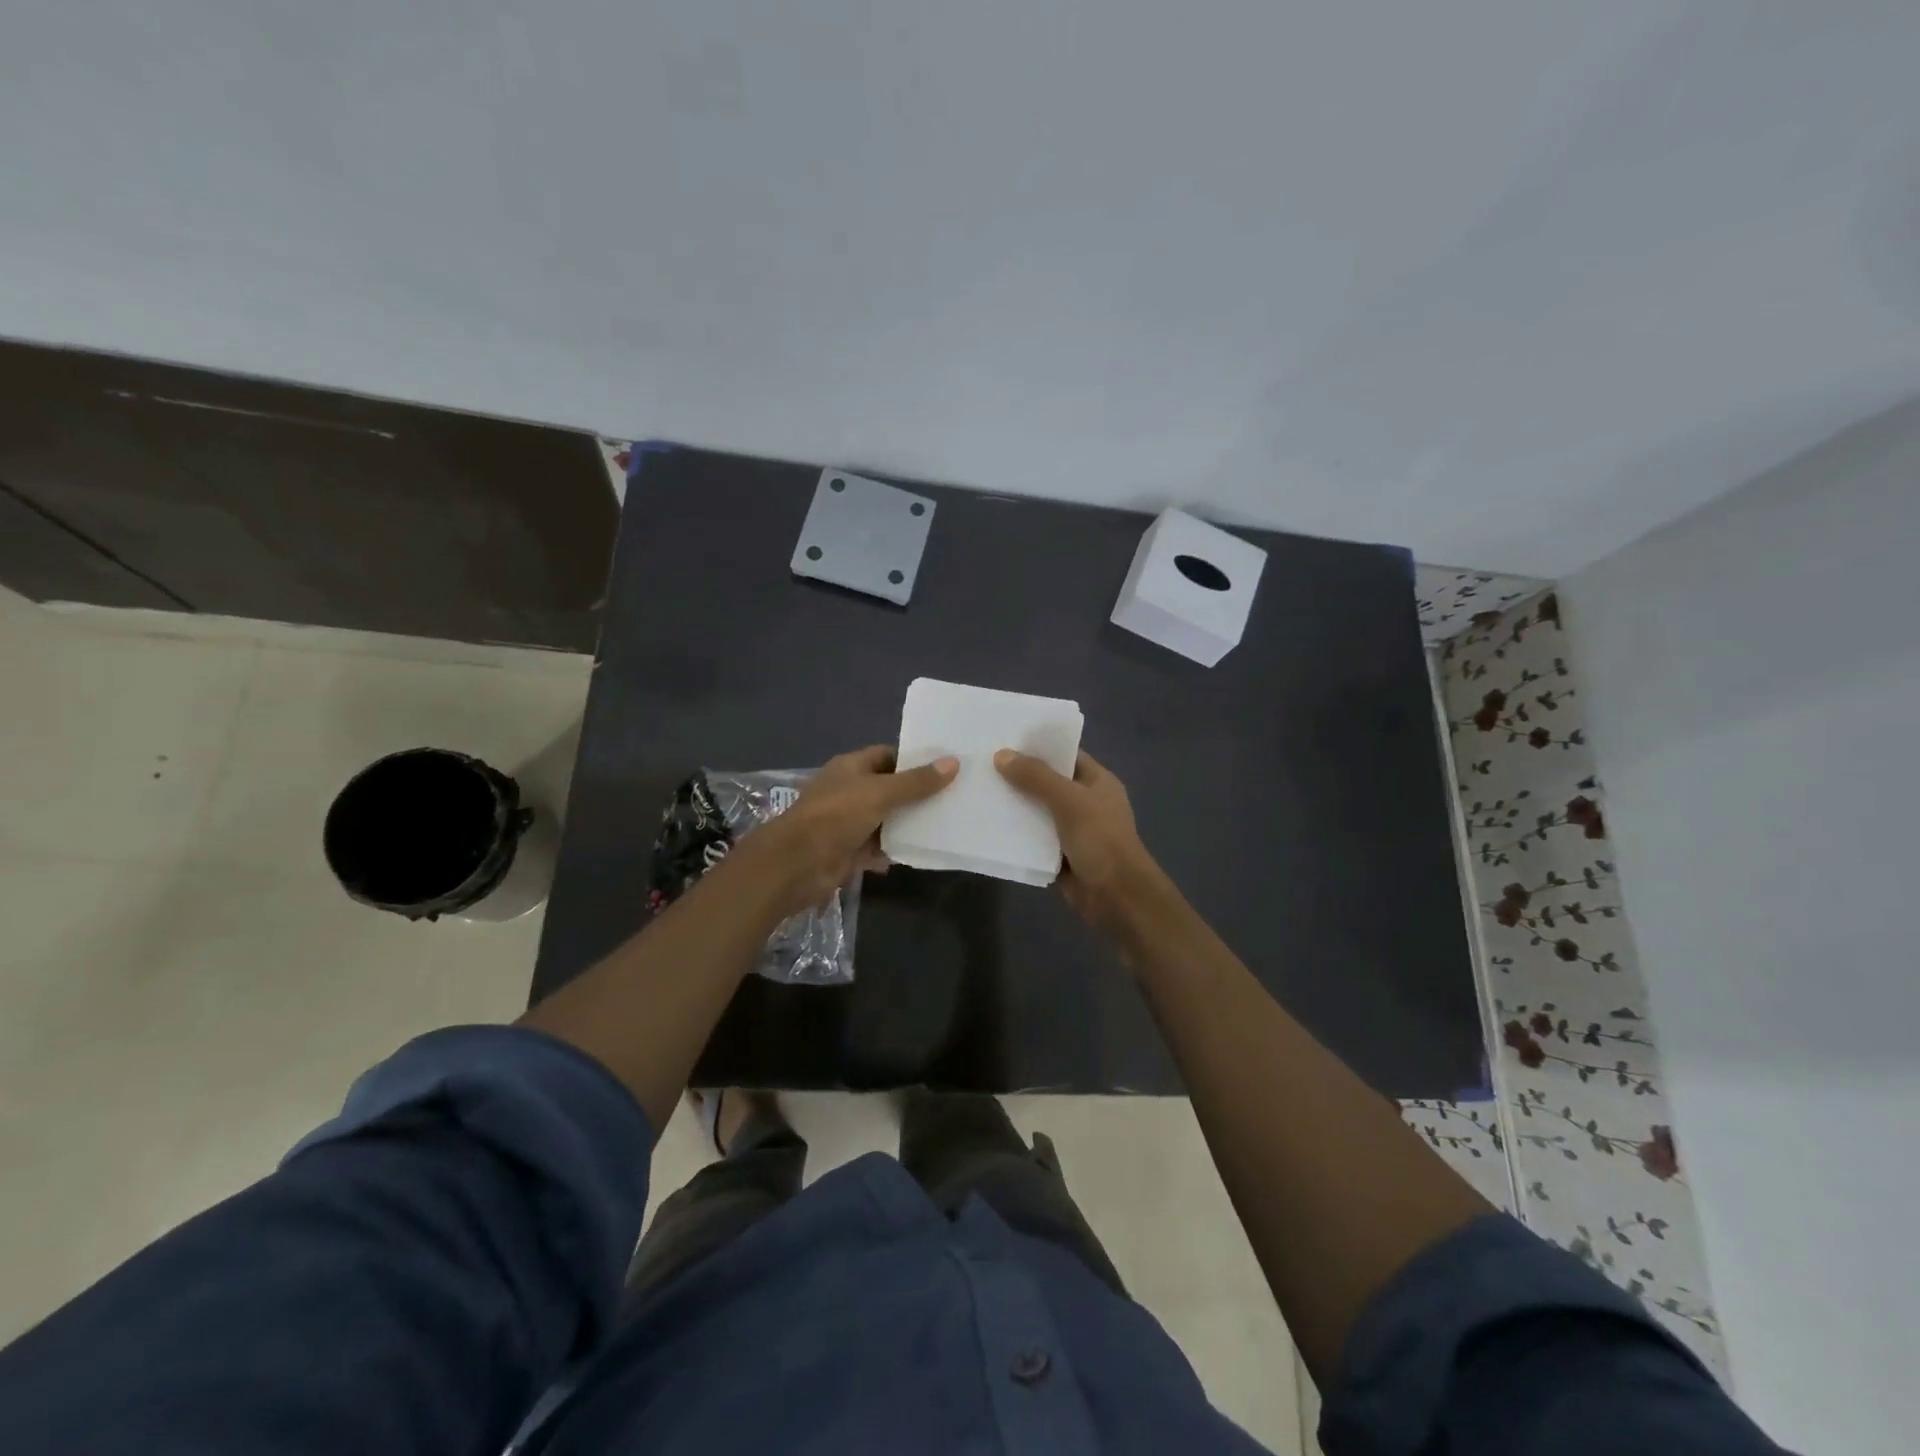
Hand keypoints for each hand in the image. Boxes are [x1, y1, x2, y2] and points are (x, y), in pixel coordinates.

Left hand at [741, 745, 956, 916]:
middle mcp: (849, 791)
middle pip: (889, 788)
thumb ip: (917, 782)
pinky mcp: (850, 851)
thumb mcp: (880, 793)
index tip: (945, 766)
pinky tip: (924, 850)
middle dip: (917, 793)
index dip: (914, 759)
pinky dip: (897, 848)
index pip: (887, 755)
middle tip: (954, 795)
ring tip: (947, 821)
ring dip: (909, 823)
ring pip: (886, 819)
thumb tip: (953, 762)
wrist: (798, 863)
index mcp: (851, 767)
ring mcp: (848, 822)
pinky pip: (879, 847)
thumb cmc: (837, 816)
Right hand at [994, 749, 1155, 930]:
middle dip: (1019, 775)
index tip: (1004, 738)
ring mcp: (1072, 830)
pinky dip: (1015, 833)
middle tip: (982, 764)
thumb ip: (1036, 776)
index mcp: (1097, 781)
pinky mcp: (1059, 855)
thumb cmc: (1100, 839)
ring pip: (1037, 811)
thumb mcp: (1069, 800)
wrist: (1116, 896)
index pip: (1065, 755)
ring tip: (978, 790)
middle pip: (1047, 782)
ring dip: (1014, 805)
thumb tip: (1001, 755)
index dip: (1038, 746)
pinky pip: (1033, 838)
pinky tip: (987, 824)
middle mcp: (1085, 802)